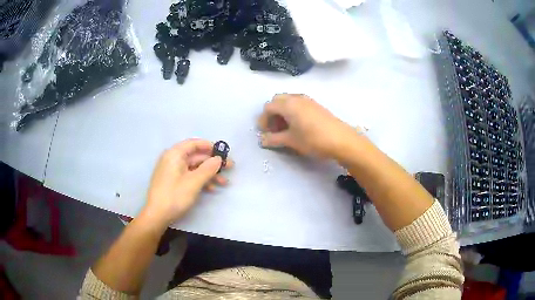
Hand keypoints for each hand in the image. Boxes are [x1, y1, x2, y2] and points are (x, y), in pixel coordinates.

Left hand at [142, 139, 232, 225]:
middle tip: (230, 167)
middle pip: (195, 156)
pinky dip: (200, 180)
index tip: (224, 152)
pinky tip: (211, 189)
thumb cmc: (175, 196)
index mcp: (175, 154)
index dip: (210, 146)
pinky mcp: (173, 181)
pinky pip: (189, 176)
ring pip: (194, 168)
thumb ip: (208, 168)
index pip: (194, 144)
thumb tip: (218, 159)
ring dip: (209, 174)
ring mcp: (172, 171)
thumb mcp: (194, 182)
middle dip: (212, 163)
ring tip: (224, 182)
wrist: (157, 215)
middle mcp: (172, 159)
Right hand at [258, 94, 359, 158]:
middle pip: (278, 101)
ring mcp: (308, 100)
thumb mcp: (291, 141)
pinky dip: (292, 112)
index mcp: (288, 104)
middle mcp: (296, 98)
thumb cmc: (313, 139)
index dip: (263, 119)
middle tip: (274, 129)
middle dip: (272, 114)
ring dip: (282, 112)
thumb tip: (262, 140)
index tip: (264, 132)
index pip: (268, 107)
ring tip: (285, 129)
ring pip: (289, 101)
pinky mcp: (316, 105)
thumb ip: (274, 139)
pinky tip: (297, 126)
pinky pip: (298, 104)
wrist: (341, 140)